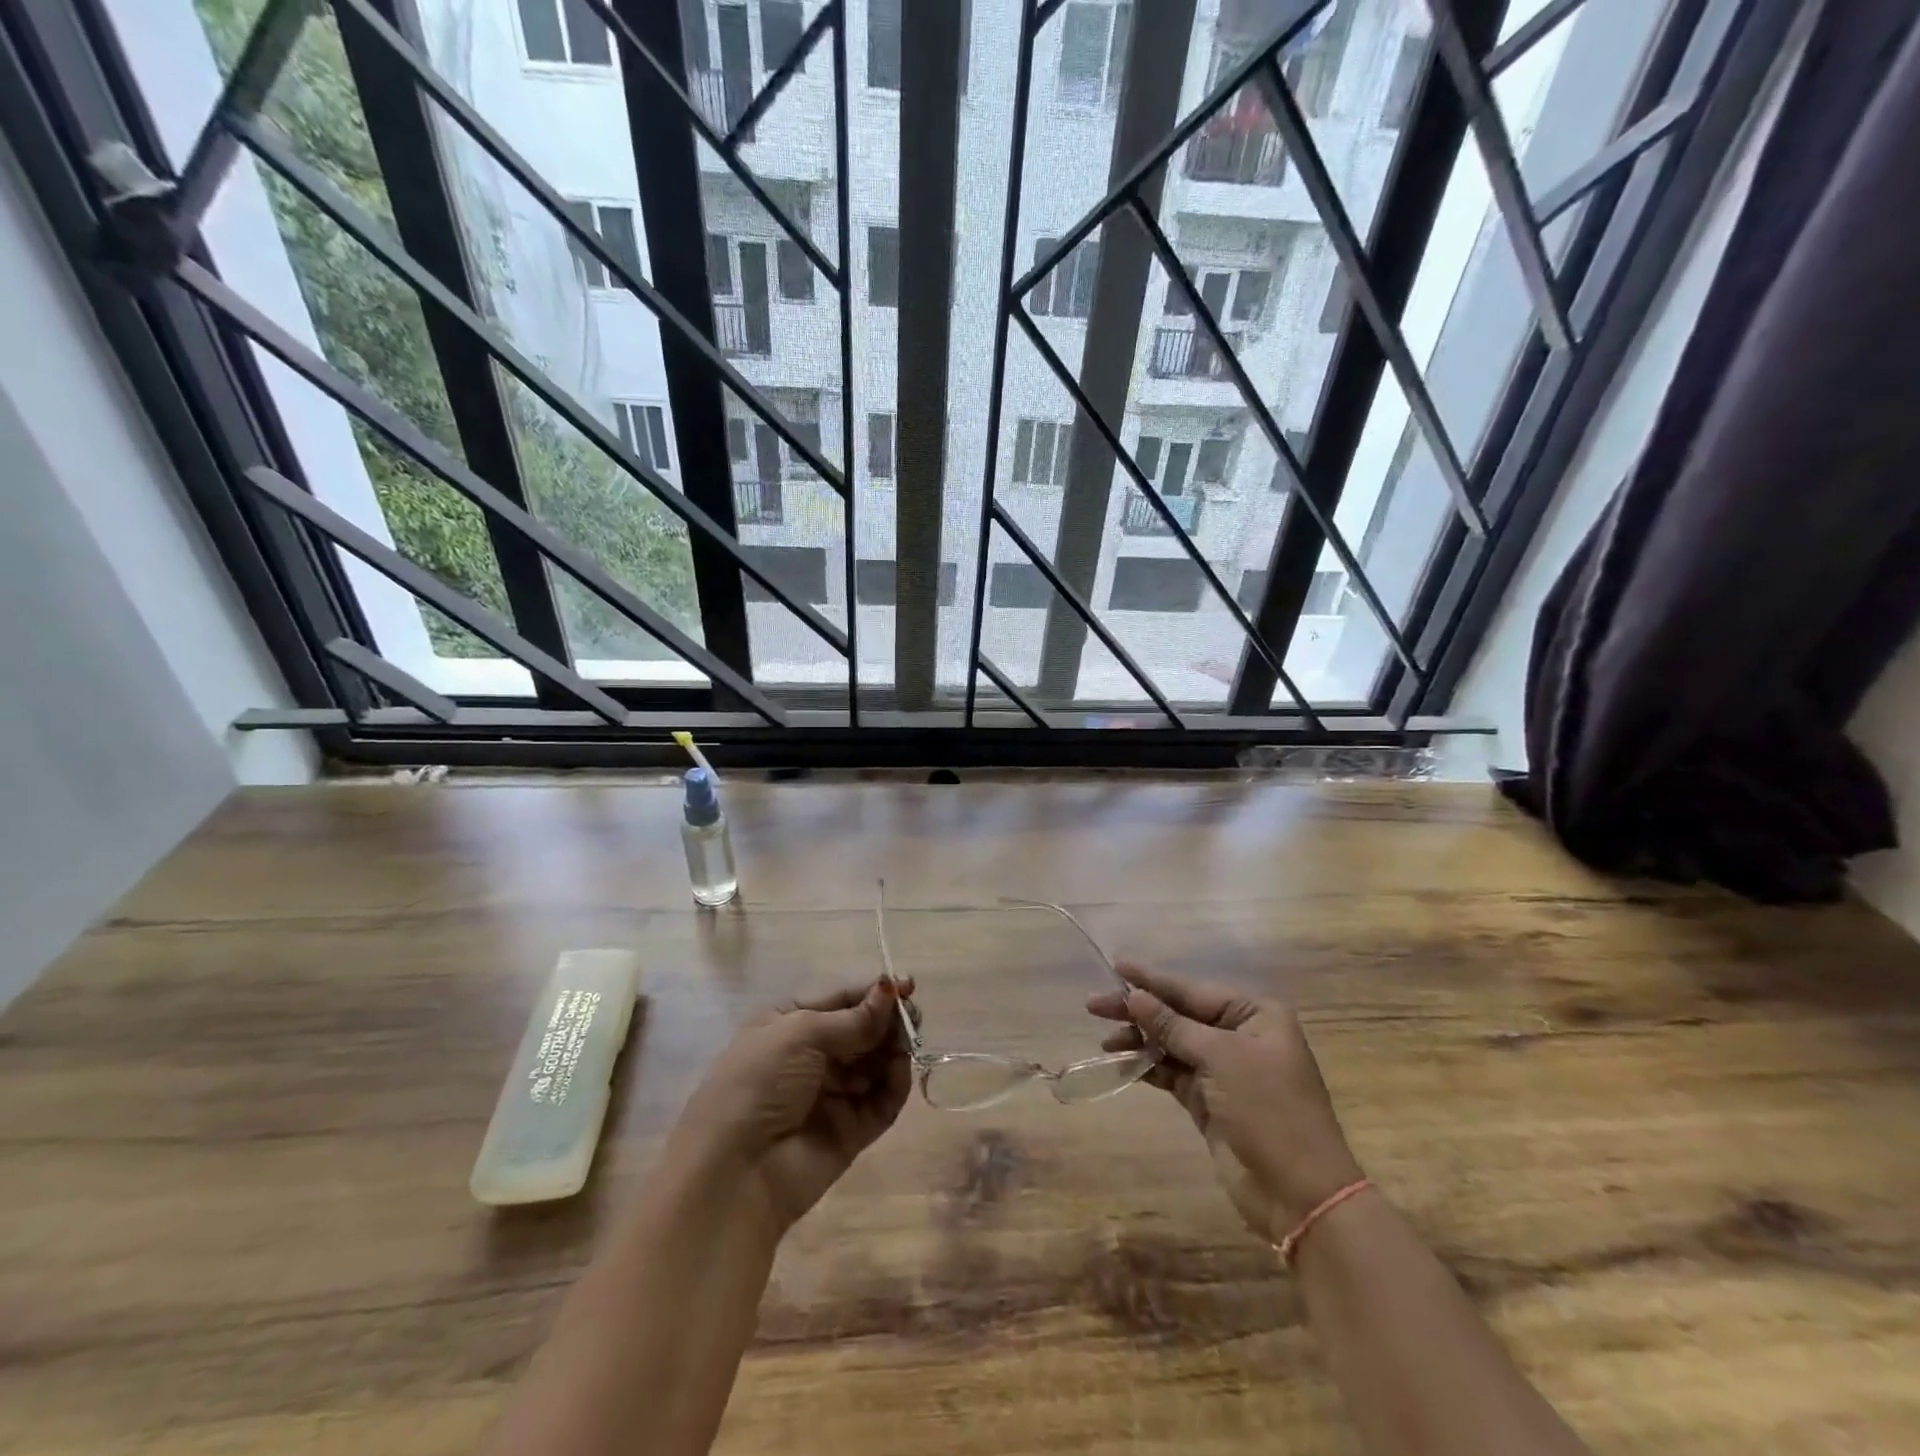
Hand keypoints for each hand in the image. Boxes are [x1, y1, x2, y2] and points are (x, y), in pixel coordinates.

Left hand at [673, 978, 914, 1234]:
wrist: (735, 1173)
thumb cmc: (760, 1083)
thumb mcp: (801, 1034)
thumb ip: (853, 1018)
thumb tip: (891, 988)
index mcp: (789, 1024)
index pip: (841, 999)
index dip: (874, 992)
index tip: (908, 987)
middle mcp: (811, 1056)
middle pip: (863, 1029)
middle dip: (888, 1020)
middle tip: (913, 1016)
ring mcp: (832, 1094)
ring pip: (875, 1062)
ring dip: (894, 1049)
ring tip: (907, 1043)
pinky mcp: (851, 1131)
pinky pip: (881, 1100)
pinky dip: (895, 1084)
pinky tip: (900, 1070)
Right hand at [1088, 965, 1361, 1243]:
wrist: (1299, 1194)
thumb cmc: (1268, 1110)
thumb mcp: (1220, 1058)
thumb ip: (1174, 1026)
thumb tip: (1136, 997)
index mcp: (1255, 1015)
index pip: (1193, 989)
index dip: (1152, 979)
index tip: (1116, 965)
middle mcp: (1240, 1036)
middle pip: (1179, 1014)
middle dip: (1139, 1010)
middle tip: (1094, 1005)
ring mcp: (1225, 1070)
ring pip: (1172, 1044)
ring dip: (1140, 1040)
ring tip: (1106, 1041)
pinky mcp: (1210, 1101)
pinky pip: (1172, 1073)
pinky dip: (1148, 1067)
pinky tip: (1122, 1062)